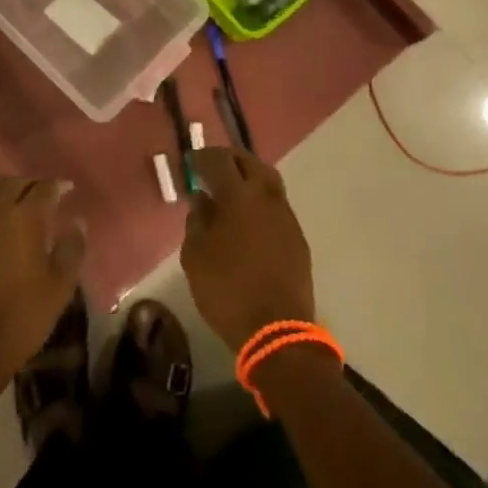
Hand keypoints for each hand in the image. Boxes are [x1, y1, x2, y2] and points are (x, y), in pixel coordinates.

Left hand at [0, 177, 85, 405]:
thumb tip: (77, 223)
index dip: (58, 186)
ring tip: (15, 203)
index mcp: (25, 217)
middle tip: (43, 196)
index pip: (44, 188)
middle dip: (31, 184)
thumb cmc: (21, 318)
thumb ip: (72, 250)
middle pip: (13, 182)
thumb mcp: (59, 288)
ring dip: (4, 190)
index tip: (67, 189)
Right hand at [181, 148, 314, 350]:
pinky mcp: (297, 237)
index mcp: (239, 196)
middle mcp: (267, 197)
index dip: (202, 156)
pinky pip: (276, 205)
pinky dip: (260, 201)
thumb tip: (202, 200)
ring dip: (249, 177)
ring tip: (230, 190)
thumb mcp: (195, 256)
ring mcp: (286, 216)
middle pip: (250, 162)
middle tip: (212, 167)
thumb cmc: (227, 290)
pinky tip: (248, 218)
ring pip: (268, 181)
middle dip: (229, 159)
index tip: (190, 161)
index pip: (219, 160)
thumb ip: (197, 221)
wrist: (277, 330)